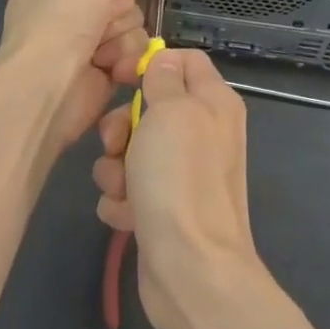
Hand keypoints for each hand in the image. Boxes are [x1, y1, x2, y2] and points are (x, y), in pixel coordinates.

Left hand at [0, 0, 187, 154]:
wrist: (42, 90)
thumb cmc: (60, 20)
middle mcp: (65, 2)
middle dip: (123, 7)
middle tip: (105, 17)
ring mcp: (81, 37)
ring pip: (133, 24)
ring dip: (125, 38)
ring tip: (102, 51)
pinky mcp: (98, 67)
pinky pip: (132, 53)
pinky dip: (126, 60)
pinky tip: (110, 69)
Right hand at [91, 46, 261, 328]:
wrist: (190, 268)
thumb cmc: (180, 179)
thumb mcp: (171, 112)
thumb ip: (164, 79)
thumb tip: (163, 61)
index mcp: (213, 104)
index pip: (184, 60)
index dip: (151, 62)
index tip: (120, 75)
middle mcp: (201, 135)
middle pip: (148, 108)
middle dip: (121, 127)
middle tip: (117, 145)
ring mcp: (181, 175)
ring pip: (130, 152)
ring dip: (116, 170)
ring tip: (124, 191)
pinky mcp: (161, 208)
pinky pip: (128, 189)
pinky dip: (121, 202)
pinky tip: (128, 217)